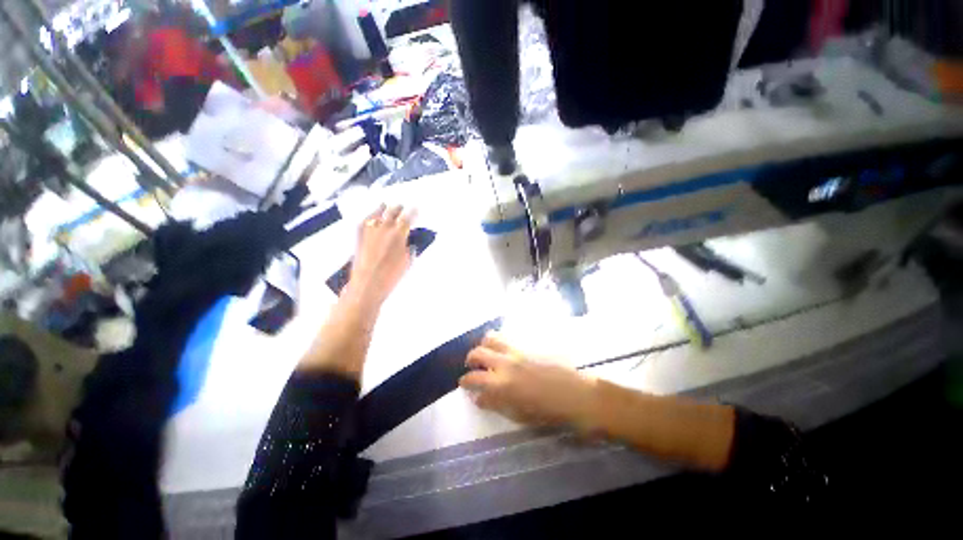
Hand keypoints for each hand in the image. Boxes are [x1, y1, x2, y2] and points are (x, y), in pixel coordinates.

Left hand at [346, 204, 415, 308]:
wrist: (367, 284)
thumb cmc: (391, 275)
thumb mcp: (407, 261)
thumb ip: (409, 248)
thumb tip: (409, 241)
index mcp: (398, 234)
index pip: (408, 217)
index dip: (413, 211)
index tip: (416, 208)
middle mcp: (384, 228)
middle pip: (392, 211)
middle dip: (399, 208)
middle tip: (402, 207)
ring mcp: (370, 230)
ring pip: (377, 213)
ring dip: (384, 209)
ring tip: (386, 206)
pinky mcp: (359, 235)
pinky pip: (365, 220)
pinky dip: (370, 217)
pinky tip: (372, 217)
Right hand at [459, 332, 597, 427]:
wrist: (578, 395)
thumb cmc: (549, 412)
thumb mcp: (518, 415)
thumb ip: (495, 404)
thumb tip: (479, 398)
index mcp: (502, 384)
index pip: (473, 379)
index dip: (465, 382)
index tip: (464, 384)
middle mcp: (506, 363)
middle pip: (478, 353)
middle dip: (470, 359)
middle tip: (471, 365)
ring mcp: (518, 350)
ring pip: (492, 338)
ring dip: (484, 345)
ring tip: (486, 352)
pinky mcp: (528, 344)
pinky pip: (508, 338)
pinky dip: (500, 342)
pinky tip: (505, 351)